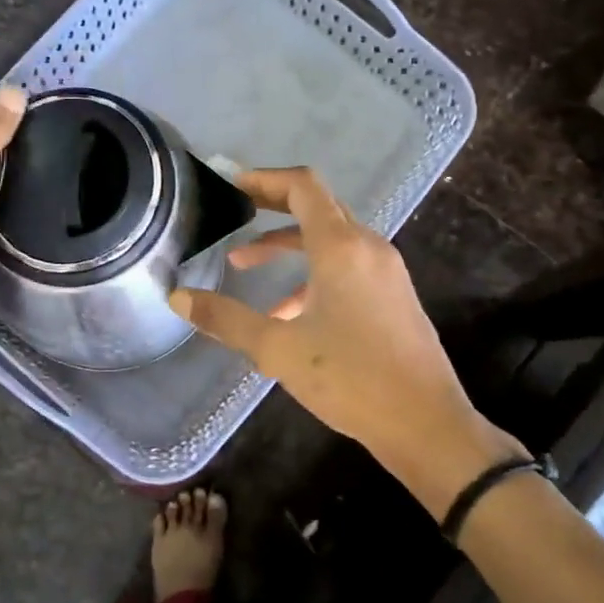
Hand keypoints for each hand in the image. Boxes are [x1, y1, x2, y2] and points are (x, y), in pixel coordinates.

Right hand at [168, 167, 524, 517]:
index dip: (264, 178)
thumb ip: (225, 319)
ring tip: (243, 265)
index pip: (302, 186)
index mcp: (341, 247)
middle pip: (317, 206)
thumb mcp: (278, 349)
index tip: (231, 182)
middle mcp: (367, 247)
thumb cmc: (351, 379)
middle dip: (273, 206)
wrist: (426, 424)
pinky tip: (286, 313)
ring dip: (288, 246)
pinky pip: (347, 266)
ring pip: (330, 239)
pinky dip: (312, 274)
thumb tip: (177, 297)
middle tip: (234, 210)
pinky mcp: (394, 295)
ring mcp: (386, 271)